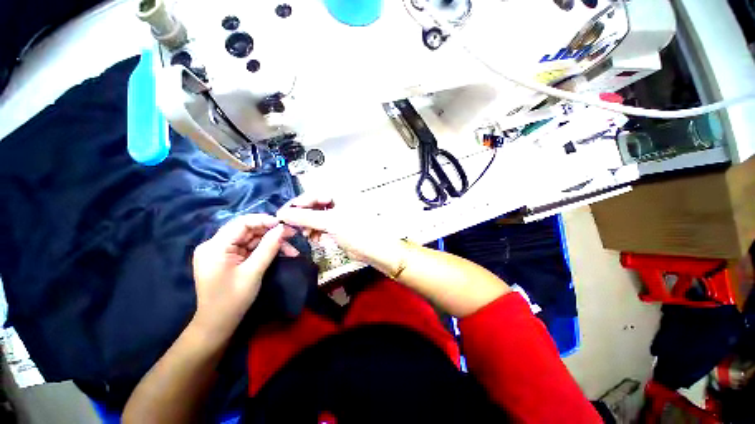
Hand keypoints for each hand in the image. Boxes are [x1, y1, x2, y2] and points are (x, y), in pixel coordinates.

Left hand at [191, 214, 298, 340]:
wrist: (217, 325)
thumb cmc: (233, 300)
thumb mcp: (253, 272)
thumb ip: (268, 247)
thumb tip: (283, 228)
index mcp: (215, 246)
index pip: (241, 223)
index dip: (264, 220)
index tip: (284, 225)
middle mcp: (215, 245)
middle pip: (247, 230)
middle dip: (271, 233)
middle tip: (292, 235)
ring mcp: (221, 252)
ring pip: (251, 239)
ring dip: (271, 243)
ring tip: (291, 249)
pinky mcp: (228, 259)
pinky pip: (249, 248)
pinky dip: (265, 250)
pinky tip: (281, 253)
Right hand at [276, 194, 402, 271]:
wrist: (375, 250)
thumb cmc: (356, 231)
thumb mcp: (330, 222)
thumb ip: (306, 217)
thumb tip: (282, 214)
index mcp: (339, 195)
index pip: (312, 195)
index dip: (297, 204)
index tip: (282, 215)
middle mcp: (338, 202)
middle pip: (313, 206)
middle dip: (302, 217)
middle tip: (292, 228)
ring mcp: (338, 215)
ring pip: (316, 217)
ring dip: (308, 226)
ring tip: (306, 235)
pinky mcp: (338, 227)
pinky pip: (321, 226)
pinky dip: (316, 232)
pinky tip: (314, 239)